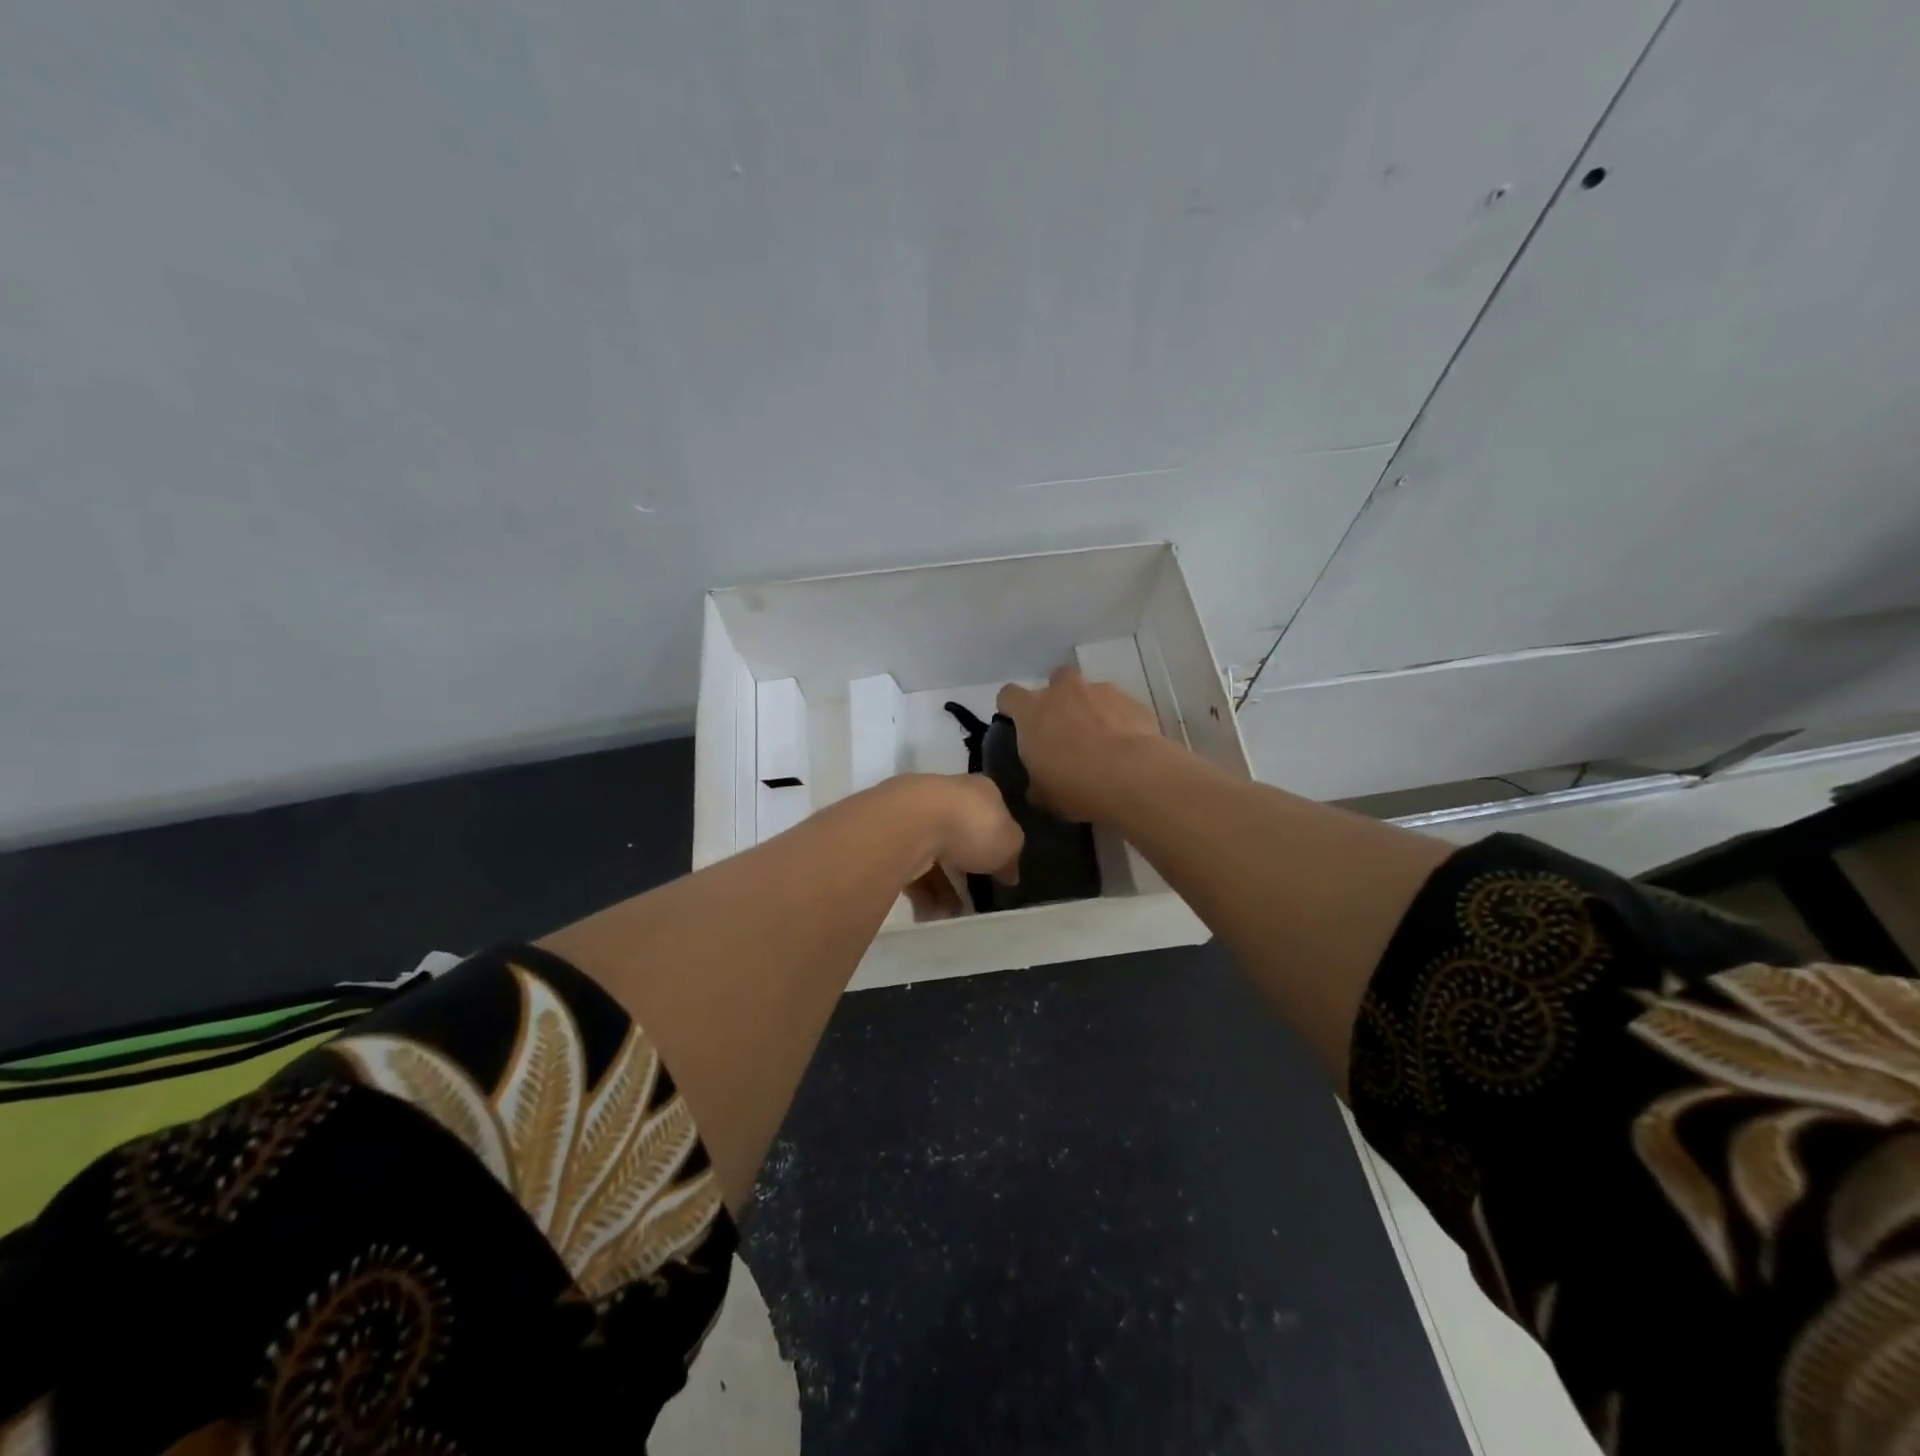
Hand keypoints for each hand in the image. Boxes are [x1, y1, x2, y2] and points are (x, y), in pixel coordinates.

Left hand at [881, 774, 1022, 918]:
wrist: (912, 823)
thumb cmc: (972, 826)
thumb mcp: (1009, 842)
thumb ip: (1011, 856)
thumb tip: (1009, 872)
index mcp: (979, 789)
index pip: (992, 812)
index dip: (997, 841)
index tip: (1000, 868)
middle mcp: (946, 795)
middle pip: (960, 834)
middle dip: (965, 867)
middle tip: (974, 897)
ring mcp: (915, 814)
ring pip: (933, 854)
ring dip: (942, 886)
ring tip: (949, 912)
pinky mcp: (891, 836)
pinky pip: (910, 867)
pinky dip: (920, 890)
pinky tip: (928, 912)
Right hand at [996, 666, 1167, 822]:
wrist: (1133, 777)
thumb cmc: (1076, 786)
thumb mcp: (1043, 794)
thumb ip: (1034, 781)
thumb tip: (1036, 785)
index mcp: (1032, 711)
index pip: (1009, 695)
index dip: (1011, 708)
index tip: (1017, 725)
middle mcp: (1063, 691)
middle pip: (1054, 681)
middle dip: (1057, 699)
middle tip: (1063, 729)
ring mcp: (1100, 691)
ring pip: (1089, 692)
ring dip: (1089, 709)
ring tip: (1100, 740)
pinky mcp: (1132, 701)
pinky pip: (1118, 706)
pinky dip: (1117, 720)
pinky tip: (1124, 745)